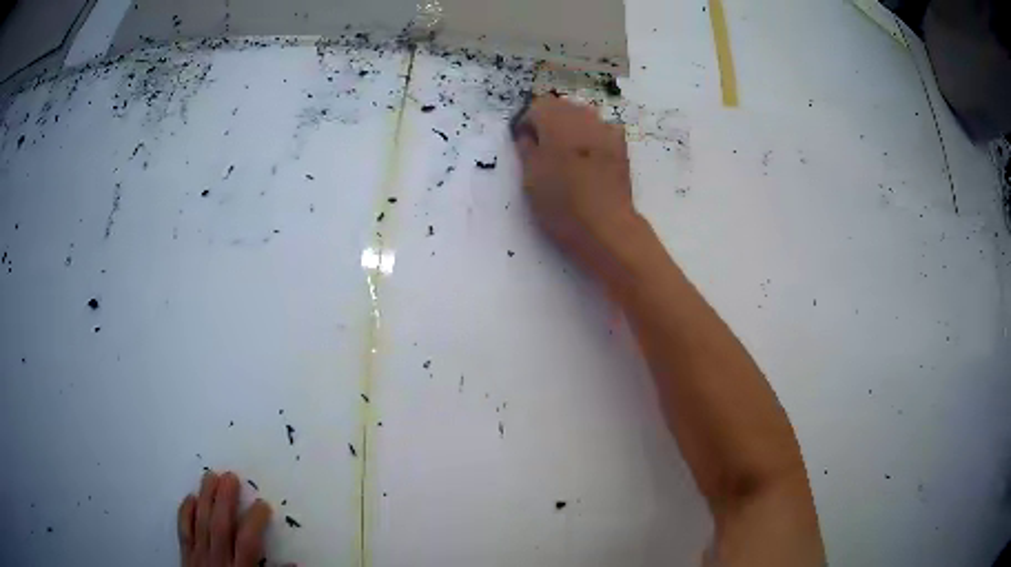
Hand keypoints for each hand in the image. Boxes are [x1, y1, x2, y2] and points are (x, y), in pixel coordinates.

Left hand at [178, 471, 272, 566]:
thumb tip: (295, 564)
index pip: (248, 542)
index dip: (255, 521)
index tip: (263, 504)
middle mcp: (217, 560)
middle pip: (220, 525)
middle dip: (225, 500)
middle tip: (231, 477)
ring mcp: (198, 555)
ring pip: (200, 522)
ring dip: (205, 498)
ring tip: (210, 476)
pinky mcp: (185, 555)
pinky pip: (183, 530)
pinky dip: (185, 513)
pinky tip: (190, 497)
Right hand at [512, 96, 640, 282]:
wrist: (604, 226)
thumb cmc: (560, 202)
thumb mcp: (530, 176)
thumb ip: (526, 148)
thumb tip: (527, 135)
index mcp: (556, 120)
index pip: (536, 107)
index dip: (526, 124)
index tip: (523, 144)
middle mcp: (583, 117)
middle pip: (562, 107)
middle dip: (550, 122)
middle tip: (543, 149)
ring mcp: (605, 130)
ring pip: (583, 117)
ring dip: (571, 129)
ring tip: (566, 156)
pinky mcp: (621, 147)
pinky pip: (602, 131)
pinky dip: (592, 138)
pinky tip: (589, 159)